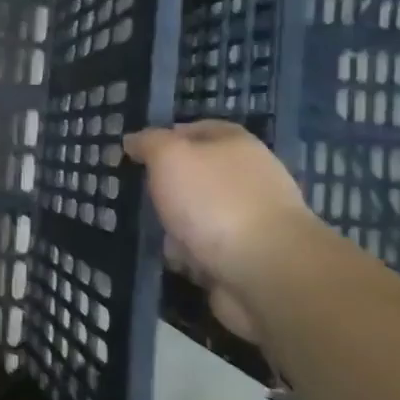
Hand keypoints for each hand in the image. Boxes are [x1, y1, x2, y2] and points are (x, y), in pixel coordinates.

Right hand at [123, 121, 315, 341]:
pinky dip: (190, 257)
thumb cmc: (214, 201)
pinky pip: (207, 250)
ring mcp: (251, 219)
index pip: (196, 130)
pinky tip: (178, 262)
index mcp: (236, 144)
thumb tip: (134, 140)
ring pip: (199, 215)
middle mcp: (248, 177)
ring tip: (157, 236)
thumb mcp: (170, 156)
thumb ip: (149, 143)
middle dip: (168, 189)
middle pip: (197, 176)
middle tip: (142, 197)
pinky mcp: (249, 257)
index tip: (136, 156)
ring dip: (176, 227)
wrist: (266, 270)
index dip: (165, 139)